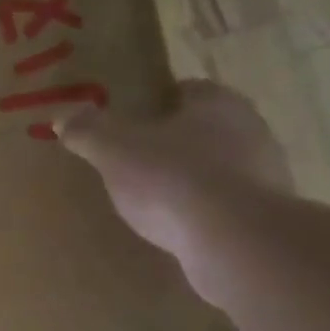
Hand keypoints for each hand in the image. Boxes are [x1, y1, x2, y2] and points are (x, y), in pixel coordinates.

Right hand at [58, 80, 287, 257]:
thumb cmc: (172, 179)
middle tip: (139, 162)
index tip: (132, 123)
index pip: (187, 90)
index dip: (157, 104)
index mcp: (217, 102)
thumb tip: (63, 116)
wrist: (233, 240)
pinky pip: (229, 206)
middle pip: (206, 128)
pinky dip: (207, 213)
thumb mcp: (115, 151)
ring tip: (157, 202)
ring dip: (194, 180)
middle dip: (176, 143)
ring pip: (221, 167)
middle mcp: (250, 129)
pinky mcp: (266, 215)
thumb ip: (89, 132)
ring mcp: (266, 173)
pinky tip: (181, 230)